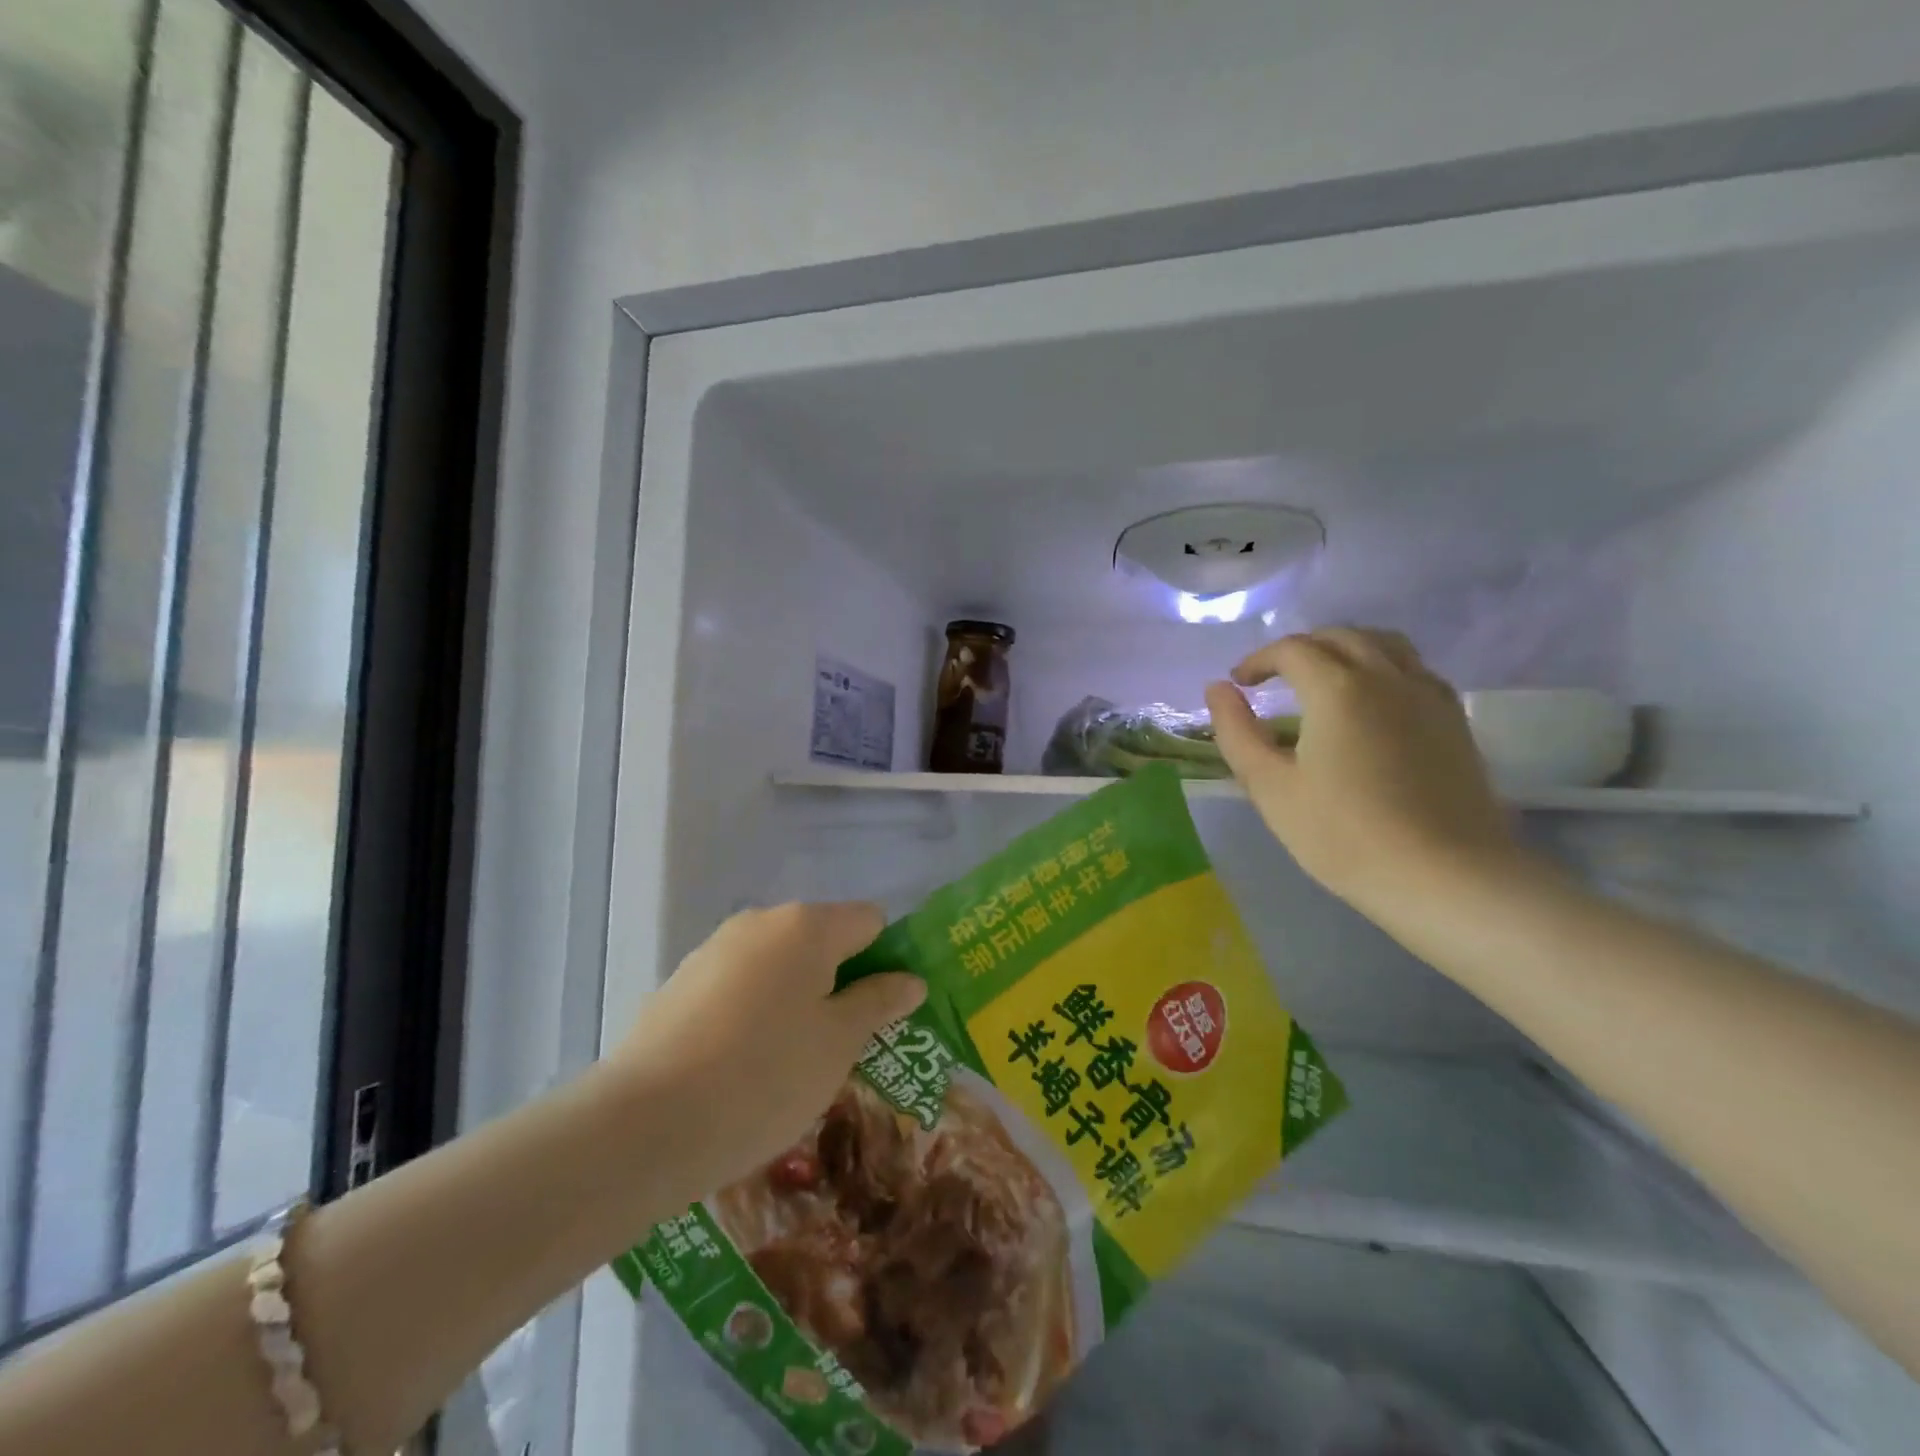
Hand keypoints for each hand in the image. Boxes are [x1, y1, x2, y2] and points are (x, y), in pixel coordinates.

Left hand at [610, 903, 925, 1206]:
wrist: (642, 1126)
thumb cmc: (764, 1077)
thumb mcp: (838, 1044)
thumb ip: (878, 1003)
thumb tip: (909, 979)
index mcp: (807, 925)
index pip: (870, 921)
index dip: (888, 961)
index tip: (884, 1014)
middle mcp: (761, 922)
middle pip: (823, 940)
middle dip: (842, 984)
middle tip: (846, 1046)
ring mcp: (715, 950)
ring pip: (780, 965)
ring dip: (799, 1000)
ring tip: (793, 1064)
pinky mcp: (681, 983)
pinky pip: (740, 986)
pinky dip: (756, 1013)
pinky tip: (743, 1066)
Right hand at [1204, 629, 1521, 922]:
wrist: (1445, 876)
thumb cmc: (1343, 835)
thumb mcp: (1270, 787)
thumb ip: (1237, 732)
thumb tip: (1217, 689)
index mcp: (1337, 688)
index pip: (1292, 649)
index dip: (1259, 660)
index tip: (1239, 683)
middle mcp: (1386, 676)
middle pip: (1340, 636)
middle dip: (1300, 648)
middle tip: (1274, 677)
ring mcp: (1427, 695)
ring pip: (1384, 644)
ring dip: (1345, 648)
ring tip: (1324, 678)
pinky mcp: (1454, 719)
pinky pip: (1413, 669)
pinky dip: (1382, 667)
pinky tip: (1372, 702)